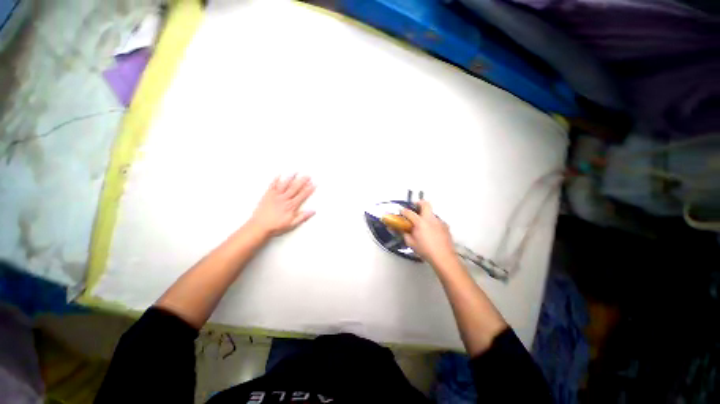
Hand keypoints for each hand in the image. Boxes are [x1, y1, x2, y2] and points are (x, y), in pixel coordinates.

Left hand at [248, 175, 315, 237]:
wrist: (259, 227)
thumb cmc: (275, 226)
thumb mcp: (292, 224)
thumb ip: (302, 217)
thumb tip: (312, 211)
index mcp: (291, 206)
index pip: (302, 195)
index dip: (309, 189)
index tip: (313, 184)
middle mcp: (284, 199)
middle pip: (295, 188)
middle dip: (302, 181)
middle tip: (307, 175)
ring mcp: (275, 196)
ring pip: (285, 185)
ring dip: (290, 178)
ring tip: (295, 172)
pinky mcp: (267, 195)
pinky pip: (272, 185)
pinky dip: (275, 180)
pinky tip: (279, 175)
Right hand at [401, 201, 456, 267]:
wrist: (443, 257)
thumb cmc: (426, 250)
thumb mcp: (411, 243)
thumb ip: (405, 234)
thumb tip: (402, 230)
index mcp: (420, 222)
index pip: (409, 212)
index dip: (403, 211)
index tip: (401, 211)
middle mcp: (430, 219)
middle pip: (425, 204)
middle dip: (419, 203)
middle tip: (415, 206)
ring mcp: (439, 221)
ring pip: (432, 213)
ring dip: (426, 215)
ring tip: (423, 224)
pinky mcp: (445, 226)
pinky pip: (437, 221)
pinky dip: (432, 223)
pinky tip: (431, 231)